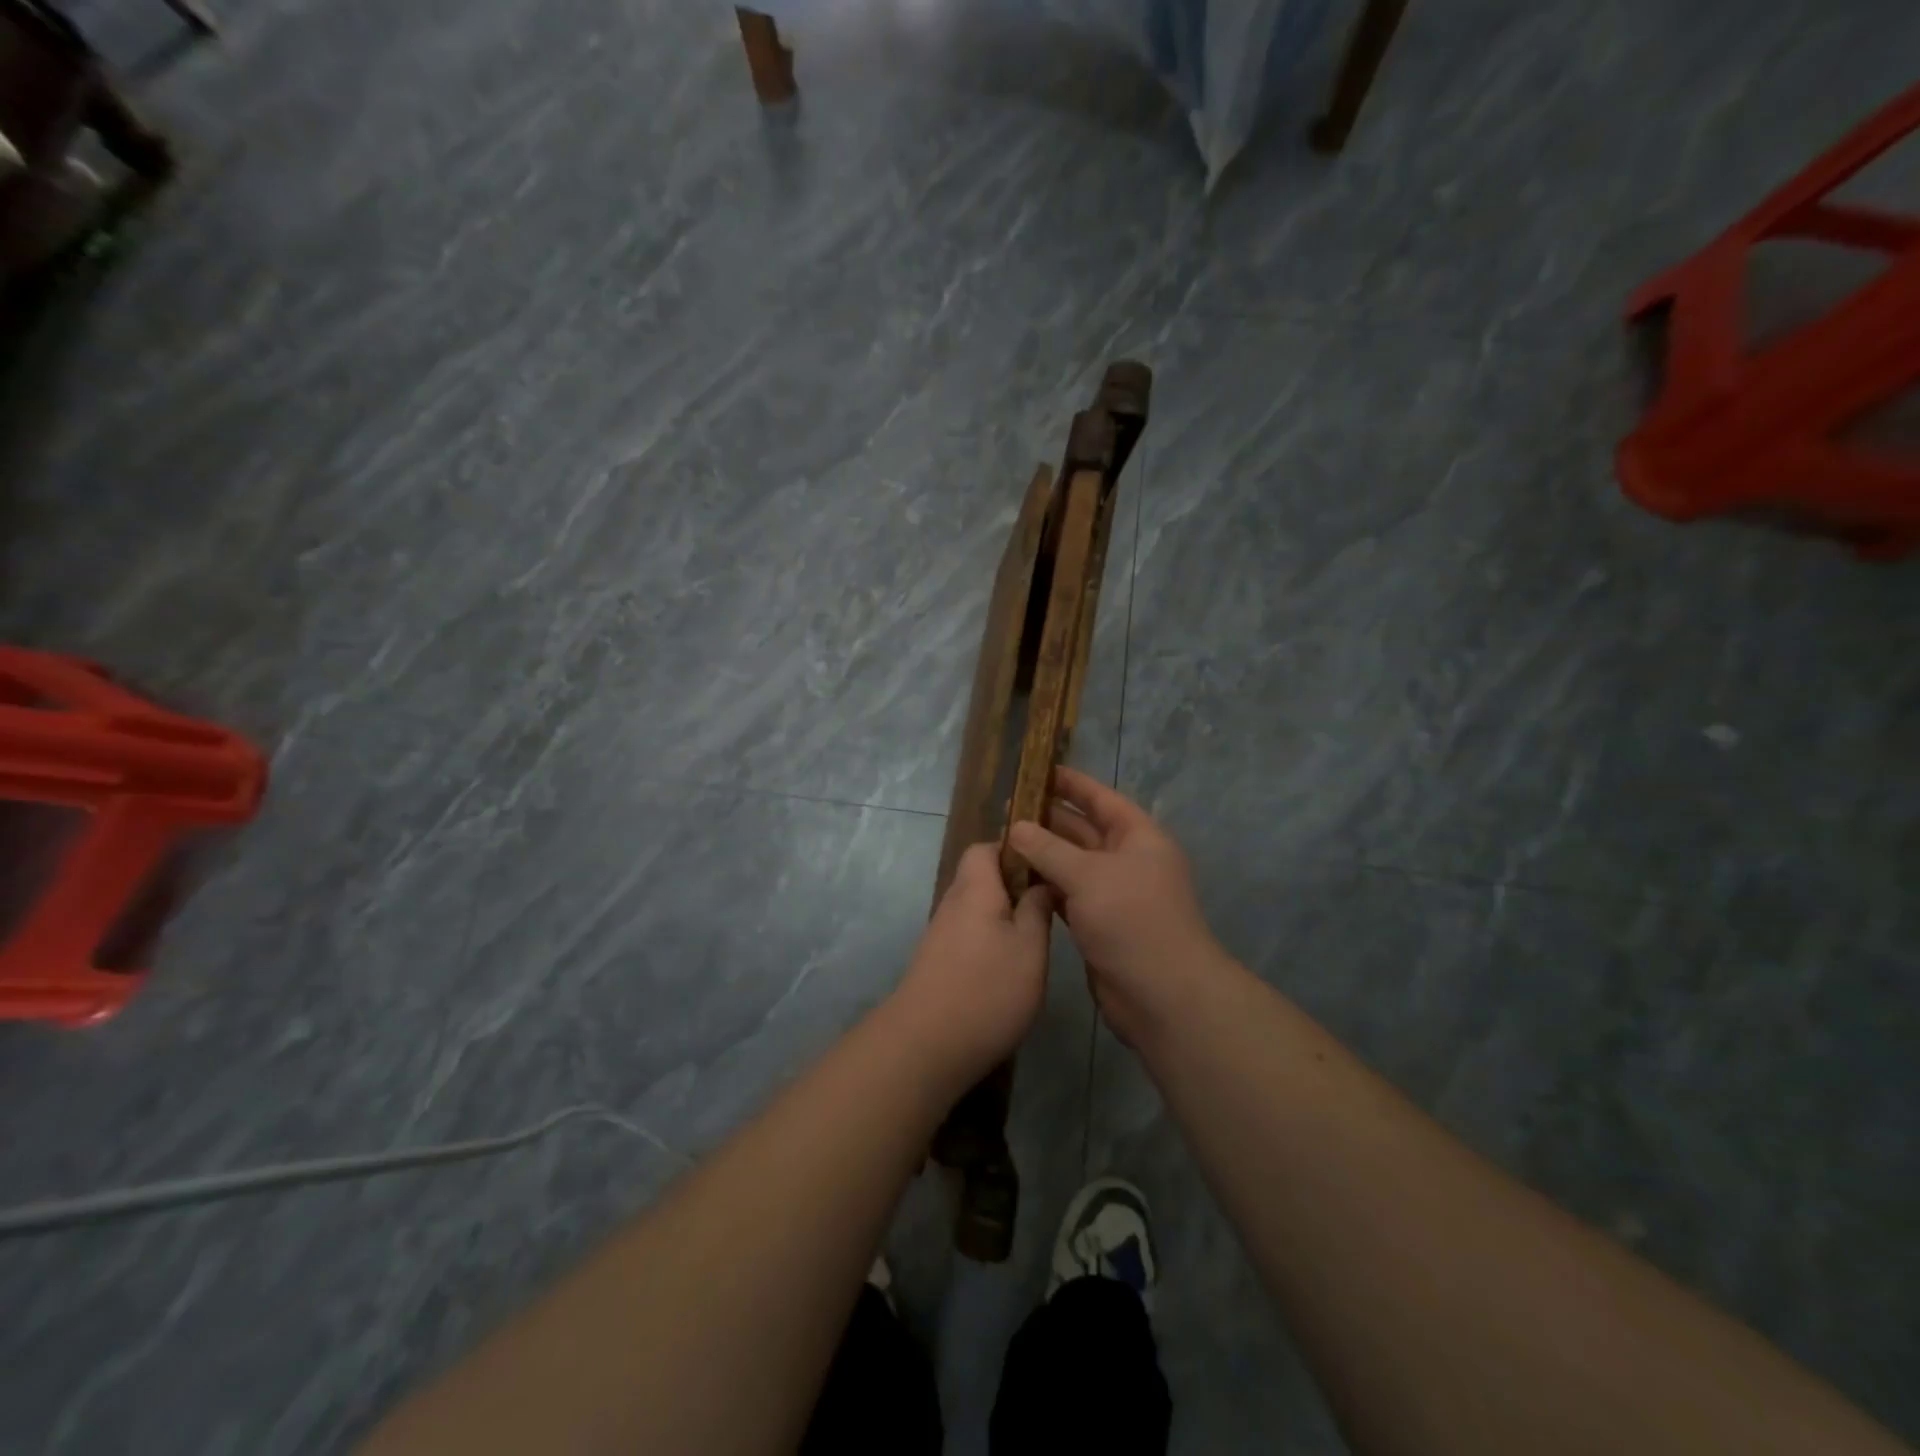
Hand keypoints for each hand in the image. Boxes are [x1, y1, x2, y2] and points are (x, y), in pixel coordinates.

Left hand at [892, 844, 1052, 1084]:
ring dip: (1005, 916)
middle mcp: (953, 903)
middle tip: (1051, 904)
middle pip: (982, 878)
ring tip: (1039, 936)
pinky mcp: (938, 962)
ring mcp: (941, 934)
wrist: (925, 1046)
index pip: (985, 847)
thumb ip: (1037, 910)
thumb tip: (1042, 883)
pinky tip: (1013, 966)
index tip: (1046, 866)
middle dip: (1015, 885)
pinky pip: (970, 934)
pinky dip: (992, 940)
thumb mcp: (1030, 949)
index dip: (1015, 850)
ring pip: (977, 908)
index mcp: (974, 888)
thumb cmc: (987, 990)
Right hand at [1006, 767, 1223, 1043]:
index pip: (1101, 799)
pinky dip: (1045, 886)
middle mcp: (1128, 860)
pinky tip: (1016, 880)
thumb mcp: (1087, 875)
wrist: (1162, 994)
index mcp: (1138, 837)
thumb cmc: (1131, 920)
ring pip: (1072, 865)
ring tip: (1003, 842)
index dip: (1071, 784)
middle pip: (1083, 830)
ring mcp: (1114, 895)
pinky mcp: (1100, 924)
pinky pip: (1068, 895)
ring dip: (1042, 855)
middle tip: (1005, 812)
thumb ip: (1048, 848)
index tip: (1037, 770)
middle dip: (1047, 820)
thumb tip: (1017, 827)